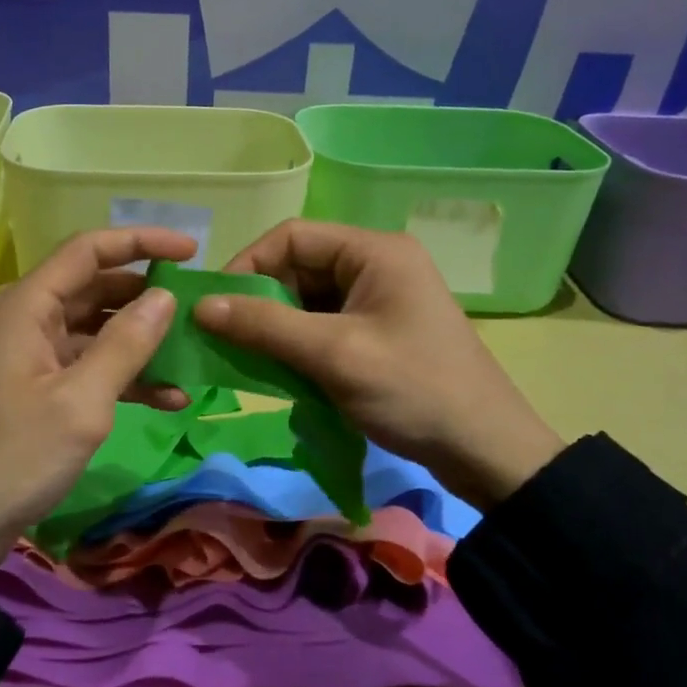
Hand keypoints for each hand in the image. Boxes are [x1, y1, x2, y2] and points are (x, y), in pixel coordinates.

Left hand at [0, 227, 196, 575]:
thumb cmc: (16, 456)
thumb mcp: (81, 401)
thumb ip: (126, 344)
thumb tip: (164, 296)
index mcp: (27, 307)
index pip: (88, 250)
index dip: (141, 242)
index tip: (192, 251)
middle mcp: (28, 320)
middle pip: (95, 287)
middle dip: (147, 296)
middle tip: (198, 307)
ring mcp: (32, 356)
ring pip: (97, 330)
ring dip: (142, 342)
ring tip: (192, 356)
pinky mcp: (39, 388)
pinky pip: (89, 366)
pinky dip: (125, 376)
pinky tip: (169, 397)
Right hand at [194, 220, 563, 505]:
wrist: (485, 450)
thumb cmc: (413, 390)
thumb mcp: (333, 354)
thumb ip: (265, 326)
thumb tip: (200, 306)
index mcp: (374, 251)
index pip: (291, 237)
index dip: (247, 265)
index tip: (215, 307)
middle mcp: (376, 264)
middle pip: (297, 267)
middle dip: (260, 301)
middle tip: (226, 338)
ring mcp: (379, 299)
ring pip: (306, 299)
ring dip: (275, 327)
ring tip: (248, 359)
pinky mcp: (378, 331)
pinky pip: (323, 325)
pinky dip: (297, 345)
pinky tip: (280, 372)